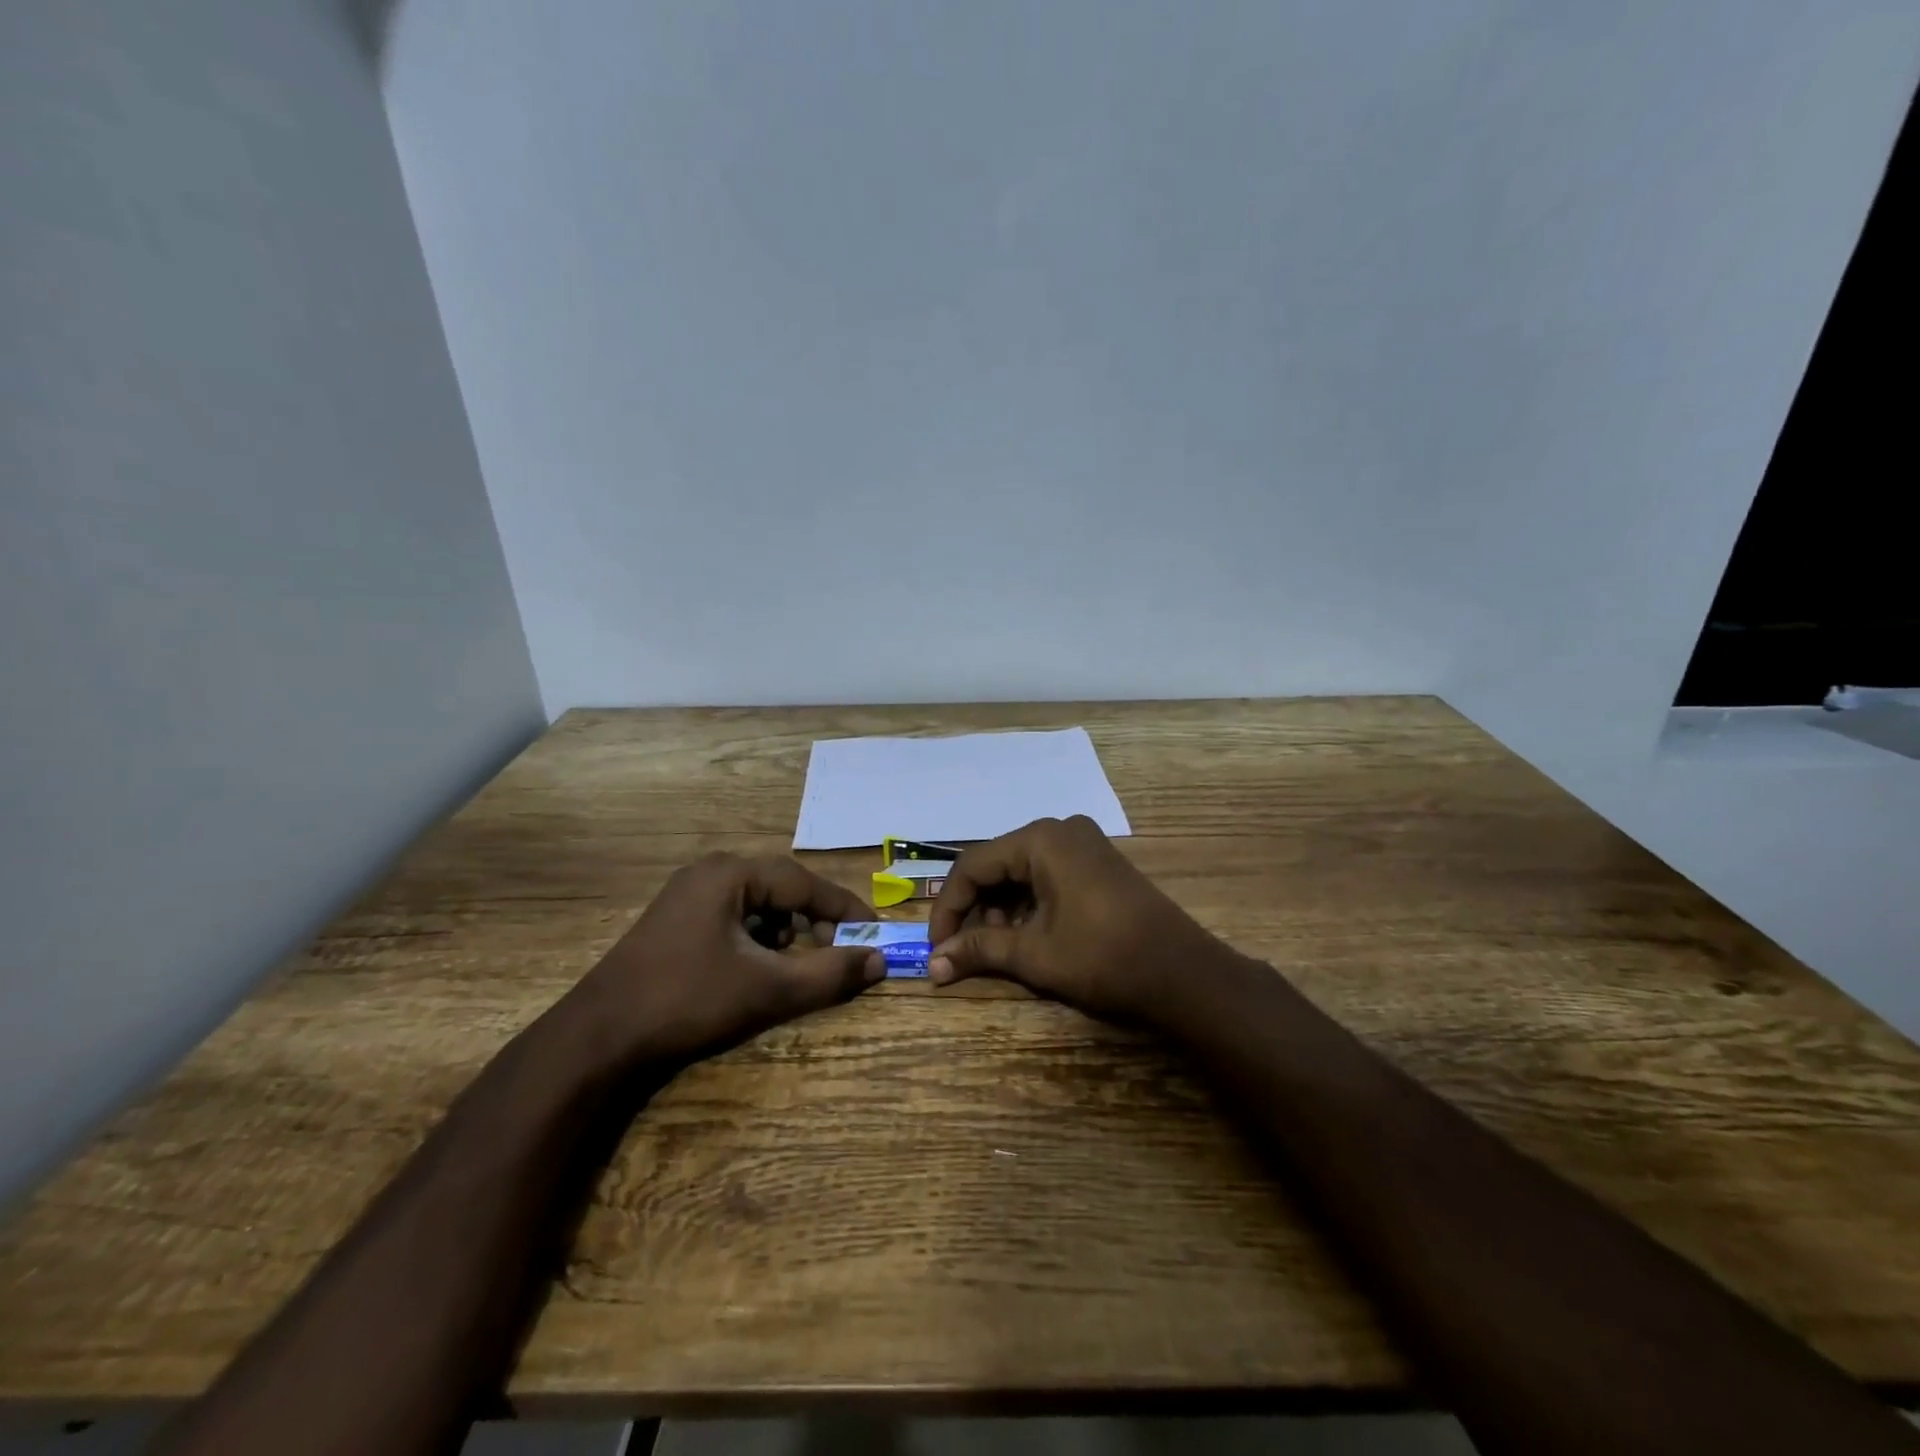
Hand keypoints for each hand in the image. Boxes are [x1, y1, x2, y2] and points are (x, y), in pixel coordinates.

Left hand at [575, 852, 884, 1063]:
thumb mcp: (767, 988)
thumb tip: (880, 961)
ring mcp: (688, 893)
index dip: (843, 908)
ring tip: (793, 965)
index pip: (804, 882)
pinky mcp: (676, 919)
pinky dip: (757, 938)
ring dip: (785, 931)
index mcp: (731, 874)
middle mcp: (710, 872)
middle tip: (838, 951)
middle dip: (814, 921)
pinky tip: (755, 969)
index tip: (873, 932)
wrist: (597, 1038)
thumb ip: (829, 973)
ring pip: (758, 903)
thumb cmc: (687, 1001)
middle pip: (782, 888)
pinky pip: (734, 916)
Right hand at [926, 815, 1233, 1024]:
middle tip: (966, 953)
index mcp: (1041, 839)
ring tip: (998, 950)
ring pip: (1020, 872)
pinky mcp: (1097, 863)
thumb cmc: (1104, 958)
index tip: (937, 948)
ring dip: (1001, 910)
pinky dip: (1028, 905)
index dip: (948, 908)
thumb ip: (980, 949)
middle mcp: (1060, 830)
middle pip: (997, 865)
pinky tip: (1027, 937)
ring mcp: (1082, 844)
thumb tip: (932, 964)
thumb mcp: (1034, 954)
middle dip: (976, 910)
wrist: (1183, 973)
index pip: (973, 866)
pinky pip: (1046, 875)